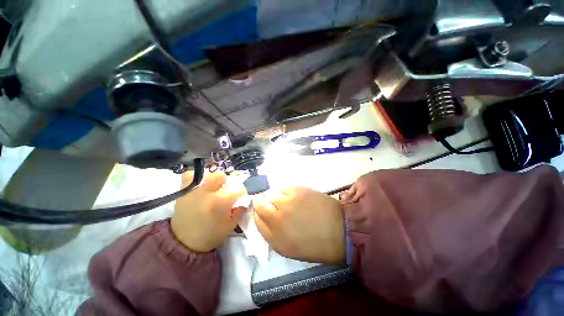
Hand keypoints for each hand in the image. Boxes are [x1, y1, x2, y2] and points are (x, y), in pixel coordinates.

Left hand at [171, 172, 245, 252]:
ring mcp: (194, 189)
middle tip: (225, 191)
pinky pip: (191, 174)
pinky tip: (201, 185)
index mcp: (220, 202)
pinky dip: (198, 177)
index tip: (239, 198)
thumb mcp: (231, 225)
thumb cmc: (210, 235)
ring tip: (213, 189)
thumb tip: (245, 199)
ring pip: (209, 173)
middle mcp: (207, 192)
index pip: (238, 188)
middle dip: (227, 182)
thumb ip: (240, 209)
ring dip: (214, 180)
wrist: (184, 242)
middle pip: (222, 176)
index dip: (241, 193)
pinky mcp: (183, 190)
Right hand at [253, 187, 344, 263]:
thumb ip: (270, 233)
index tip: (262, 211)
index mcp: (275, 237)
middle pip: (259, 202)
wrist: (340, 230)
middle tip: (272, 205)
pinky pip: (283, 187)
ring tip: (284, 201)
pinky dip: (283, 191)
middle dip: (262, 202)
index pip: (255, 218)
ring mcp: (288, 201)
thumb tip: (260, 216)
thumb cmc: (314, 244)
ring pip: (270, 192)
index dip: (257, 212)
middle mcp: (278, 217)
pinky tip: (292, 196)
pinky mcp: (298, 189)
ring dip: (273, 196)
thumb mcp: (288, 248)